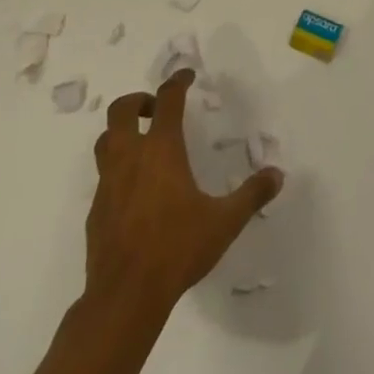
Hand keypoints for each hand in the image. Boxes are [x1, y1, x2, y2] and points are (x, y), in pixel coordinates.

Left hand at [84, 70, 282, 309]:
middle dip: (138, 100)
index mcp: (161, 150)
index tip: (187, 76)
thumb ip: (252, 194)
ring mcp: (108, 184)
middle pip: (120, 111)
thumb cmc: (177, 249)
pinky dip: (118, 169)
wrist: (124, 297)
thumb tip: (277, 175)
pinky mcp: (96, 211)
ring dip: (122, 131)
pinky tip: (136, 190)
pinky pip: (104, 176)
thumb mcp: (224, 222)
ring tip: (143, 142)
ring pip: (105, 141)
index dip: (177, 82)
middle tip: (157, 108)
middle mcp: (130, 158)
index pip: (167, 100)